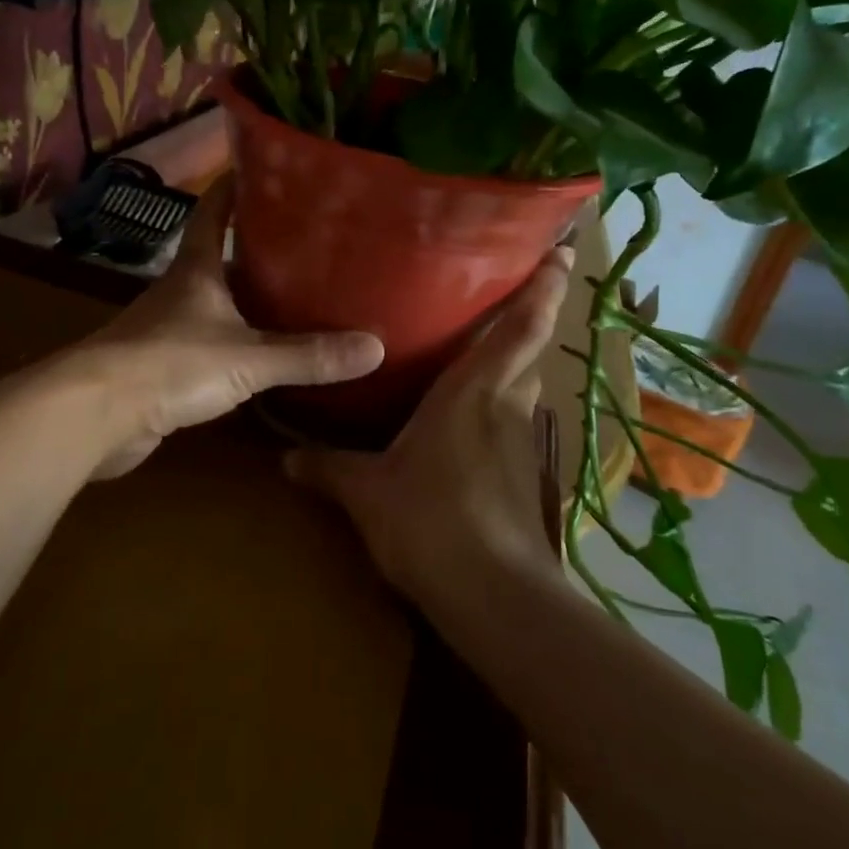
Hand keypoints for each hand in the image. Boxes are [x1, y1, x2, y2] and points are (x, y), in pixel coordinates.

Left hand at [79, 177, 384, 478]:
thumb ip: (308, 355)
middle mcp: (180, 290)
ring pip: (216, 303)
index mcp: (196, 269)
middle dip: (258, 250)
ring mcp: (168, 328)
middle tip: (310, 245)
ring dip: (248, 299)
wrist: (97, 414)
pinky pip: (209, 344)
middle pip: (220, 257)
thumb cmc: (172, 364)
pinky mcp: (162, 366)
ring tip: (298, 298)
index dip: (235, 186)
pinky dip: (236, 343)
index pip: (214, 211)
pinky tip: (262, 355)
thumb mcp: (248, 358)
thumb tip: (375, 349)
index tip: (266, 168)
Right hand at [284, 245, 573, 617]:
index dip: (545, 286)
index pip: (521, 326)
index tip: (564, 251)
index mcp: (473, 390)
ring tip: (482, 348)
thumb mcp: (367, 493)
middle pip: (530, 348)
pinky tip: (472, 420)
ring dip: (515, 362)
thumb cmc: (431, 521)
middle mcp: (506, 405)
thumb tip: (285, 459)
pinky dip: (500, 406)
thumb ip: (328, 469)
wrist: (495, 597)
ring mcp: (521, 442)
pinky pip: (513, 422)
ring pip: (523, 385)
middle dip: (532, 315)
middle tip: (507, 289)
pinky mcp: (523, 475)